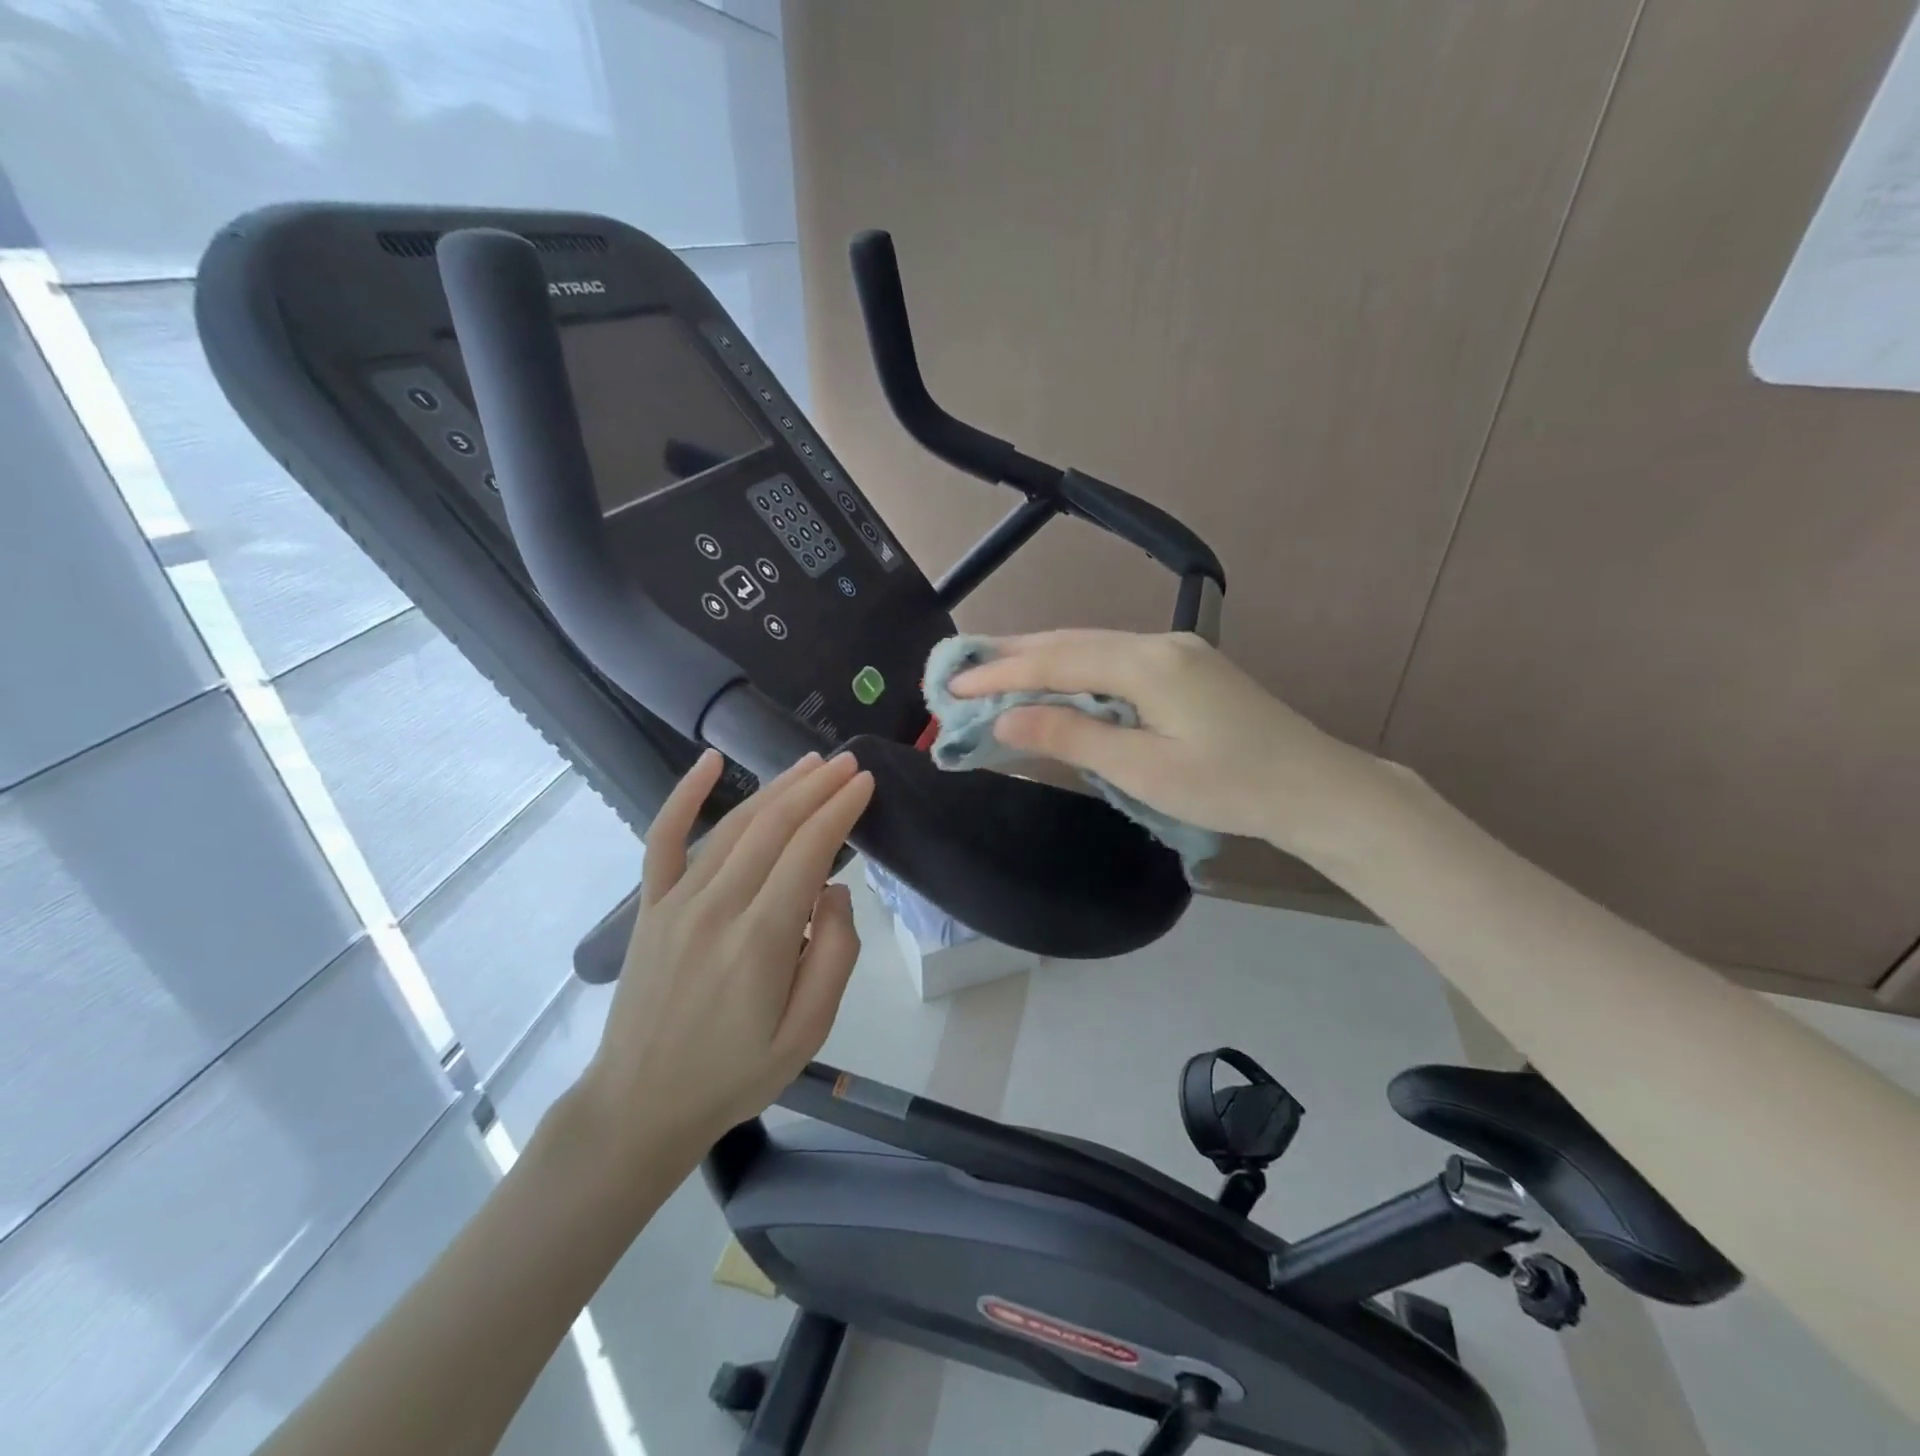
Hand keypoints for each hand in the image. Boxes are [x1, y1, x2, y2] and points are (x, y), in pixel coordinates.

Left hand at [577, 750, 874, 1163]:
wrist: (641, 1105)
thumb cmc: (735, 1073)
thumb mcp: (808, 1032)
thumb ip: (834, 955)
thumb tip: (834, 890)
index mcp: (760, 940)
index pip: (809, 851)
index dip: (839, 810)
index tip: (865, 783)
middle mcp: (717, 907)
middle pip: (774, 827)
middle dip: (816, 788)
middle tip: (847, 763)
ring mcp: (677, 902)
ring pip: (733, 826)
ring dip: (776, 788)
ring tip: (810, 764)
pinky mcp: (651, 907)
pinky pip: (664, 839)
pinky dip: (685, 795)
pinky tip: (710, 762)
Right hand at [948, 630, 1380, 852]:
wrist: (1315, 788)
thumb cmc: (1230, 786)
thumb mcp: (1144, 769)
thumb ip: (1072, 738)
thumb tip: (1006, 719)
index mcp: (1147, 664)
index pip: (1056, 660)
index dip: (1000, 673)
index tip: (951, 687)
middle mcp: (1158, 644)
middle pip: (1070, 642)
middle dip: (1012, 656)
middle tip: (960, 670)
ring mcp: (1175, 653)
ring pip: (1091, 648)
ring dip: (1041, 660)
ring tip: (994, 672)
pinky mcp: (1185, 670)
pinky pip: (1113, 661)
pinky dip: (1073, 671)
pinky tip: (1056, 683)